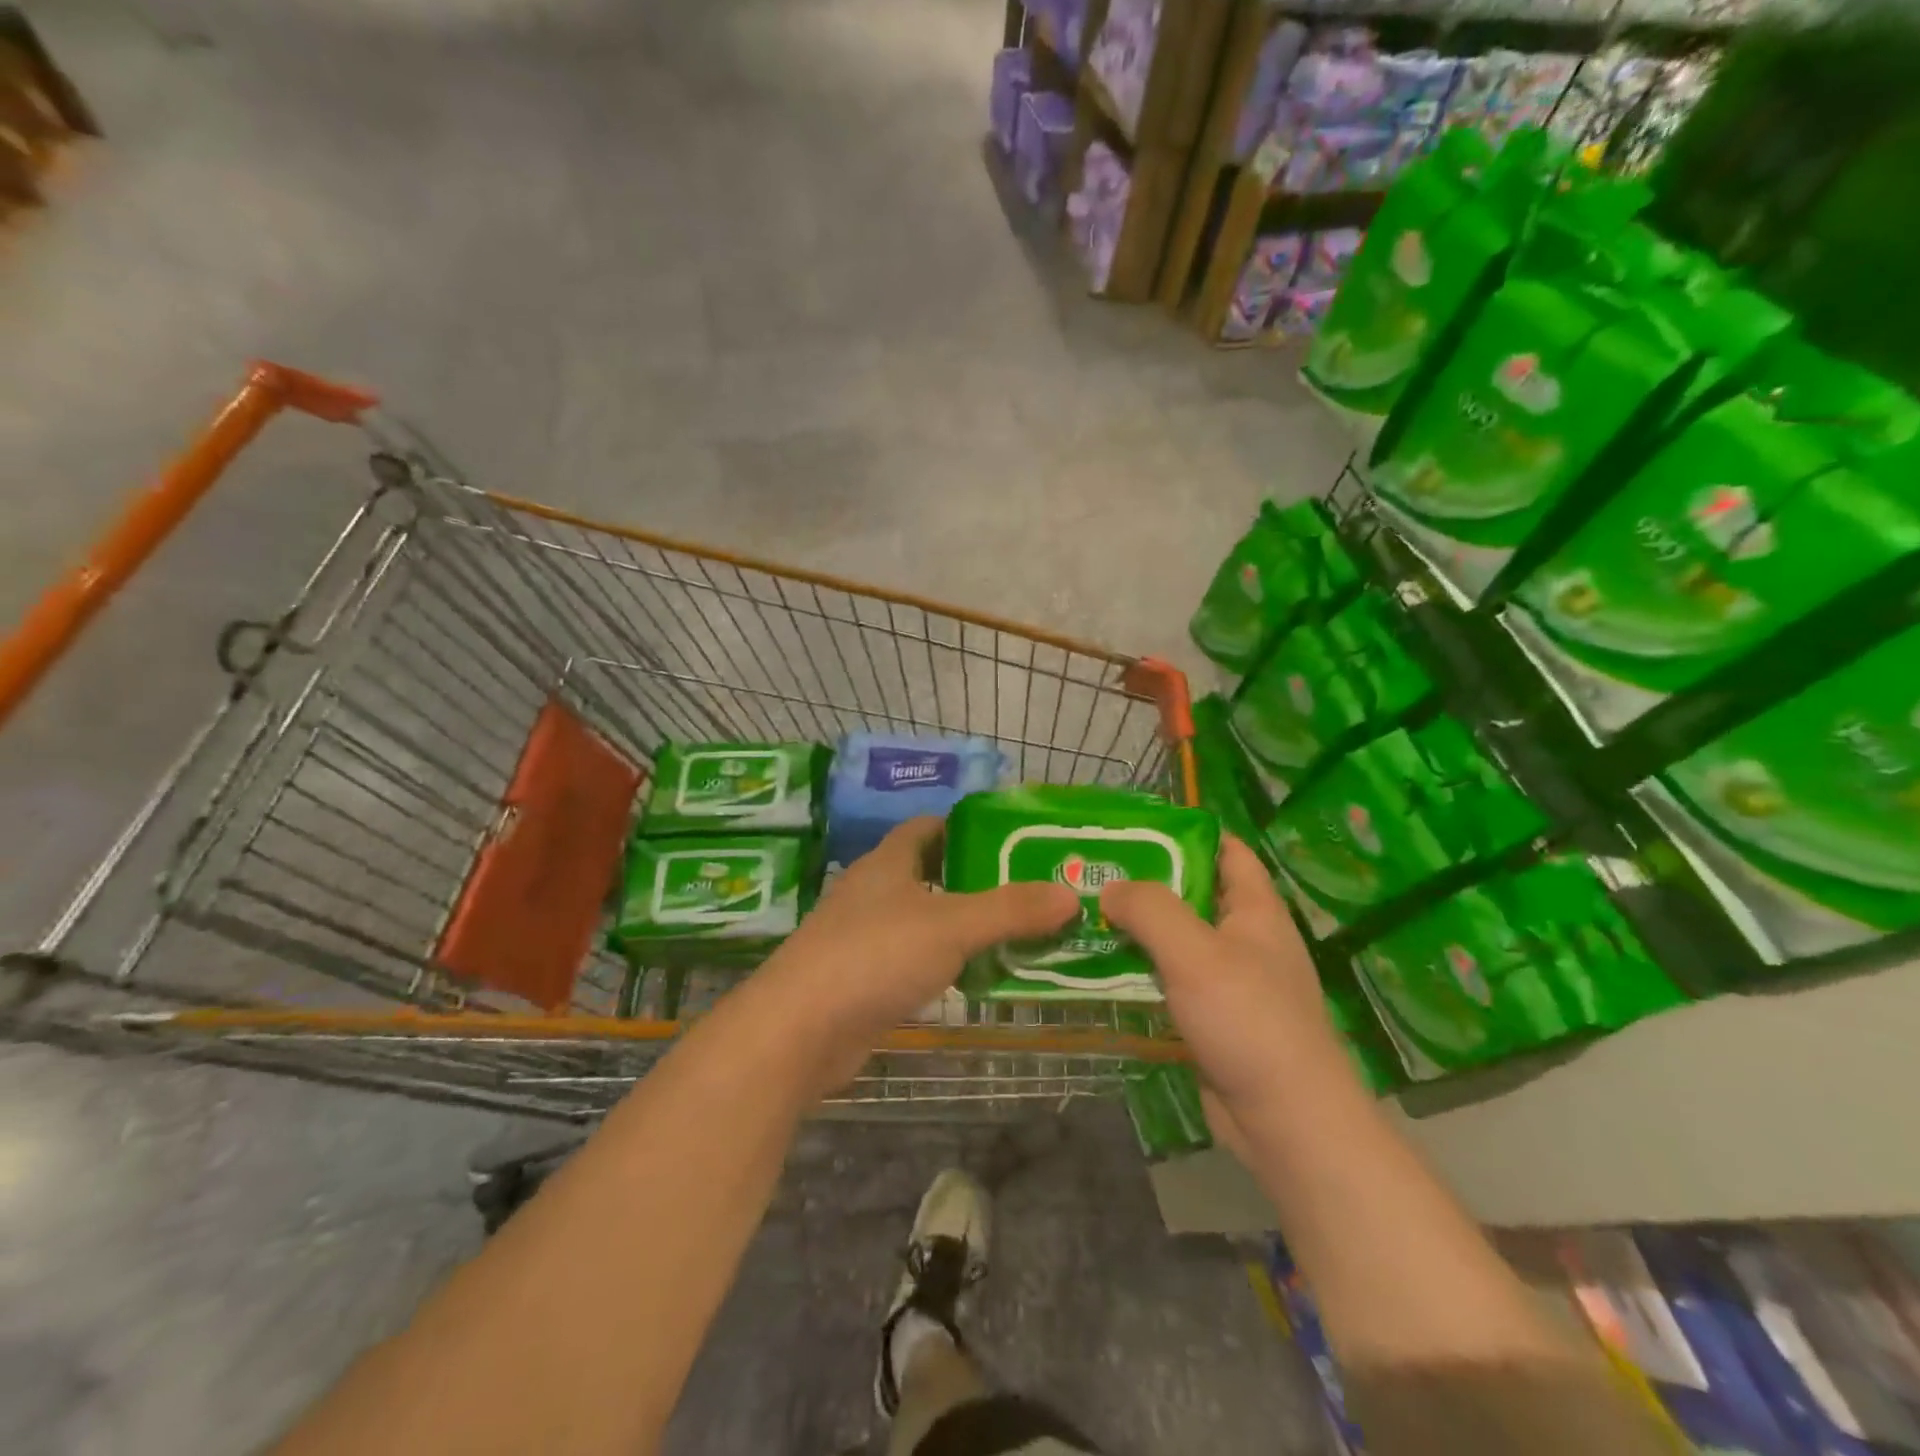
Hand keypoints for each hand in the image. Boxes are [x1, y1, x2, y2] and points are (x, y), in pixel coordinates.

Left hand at [755, 817, 1078, 1093]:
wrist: (799, 1031)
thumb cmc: (874, 956)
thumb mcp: (951, 926)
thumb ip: (1011, 910)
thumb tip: (1070, 893)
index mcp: (887, 862)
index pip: (928, 827)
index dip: (967, 828)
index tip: (1012, 840)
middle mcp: (873, 893)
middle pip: (931, 874)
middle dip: (977, 880)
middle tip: (1031, 890)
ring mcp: (864, 938)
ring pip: (924, 921)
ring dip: (964, 926)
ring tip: (1018, 933)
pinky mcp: (863, 981)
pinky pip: (915, 962)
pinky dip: (945, 964)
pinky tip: (976, 978)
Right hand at [1101, 835, 1343, 1140]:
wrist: (1287, 1122)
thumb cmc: (1248, 1020)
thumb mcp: (1196, 952)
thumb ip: (1150, 909)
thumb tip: (1110, 887)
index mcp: (1256, 910)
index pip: (1226, 850)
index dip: (1186, 832)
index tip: (1134, 828)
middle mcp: (1245, 939)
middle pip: (1193, 894)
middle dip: (1146, 881)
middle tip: (1093, 870)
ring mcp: (1229, 981)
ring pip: (1176, 940)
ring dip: (1137, 929)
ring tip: (1084, 913)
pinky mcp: (1212, 1019)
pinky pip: (1170, 981)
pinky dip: (1140, 971)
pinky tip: (1099, 967)